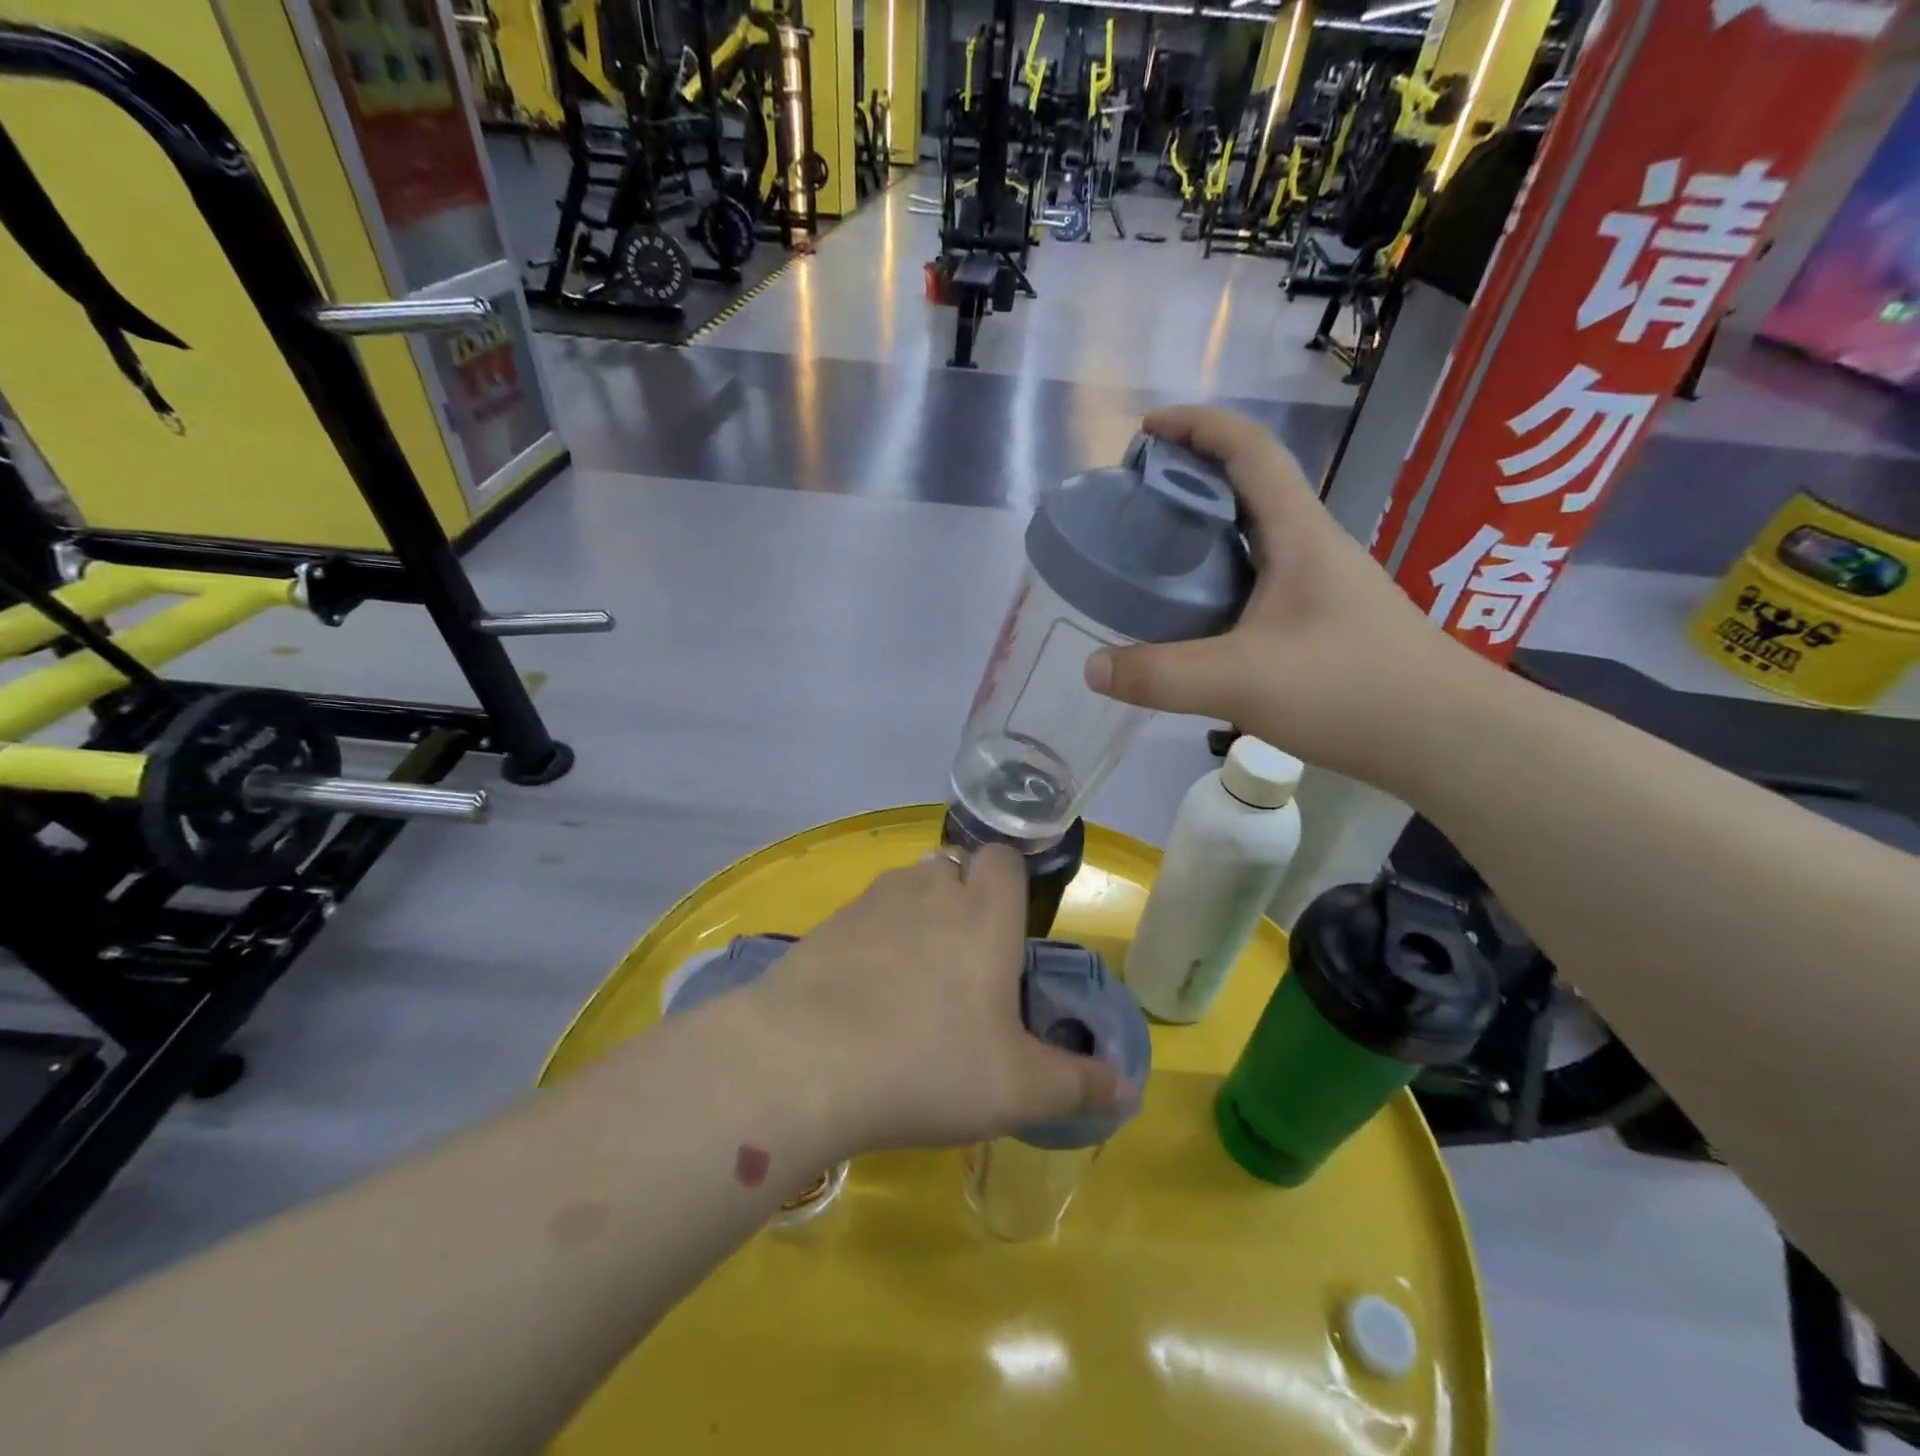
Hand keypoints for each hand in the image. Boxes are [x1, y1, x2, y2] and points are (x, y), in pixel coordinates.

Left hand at [745, 844, 1133, 1155]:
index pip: (1004, 857)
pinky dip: (871, 941)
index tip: (1007, 932)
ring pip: (907, 889)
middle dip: (963, 902)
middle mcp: (929, 890)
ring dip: (916, 917)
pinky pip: (863, 918)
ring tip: (913, 982)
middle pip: (954, 869)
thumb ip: (1078, 1084)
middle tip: (965, 968)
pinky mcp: (826, 925)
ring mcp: (871, 902)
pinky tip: (862, 996)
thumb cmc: (927, 1065)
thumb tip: (1128, 1088)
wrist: (801, 1063)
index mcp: (982, 912)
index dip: (1010, 883)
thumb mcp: (1017, 1089)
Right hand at [1085, 405, 1493, 792]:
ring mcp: (1320, 586)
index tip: (1146, 430)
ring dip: (1204, 534)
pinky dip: (1218, 582)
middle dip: (1190, 480)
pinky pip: (1258, 582)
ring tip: (1152, 558)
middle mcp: (1311, 546)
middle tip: (1135, 505)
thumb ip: (1160, 674)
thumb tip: (1092, 668)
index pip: (1249, 449)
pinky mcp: (1322, 623)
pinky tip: (1194, 620)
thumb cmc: (1350, 688)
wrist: (1446, 738)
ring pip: (1253, 539)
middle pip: (1247, 488)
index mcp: (1297, 532)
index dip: (1197, 426)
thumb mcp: (1241, 680)